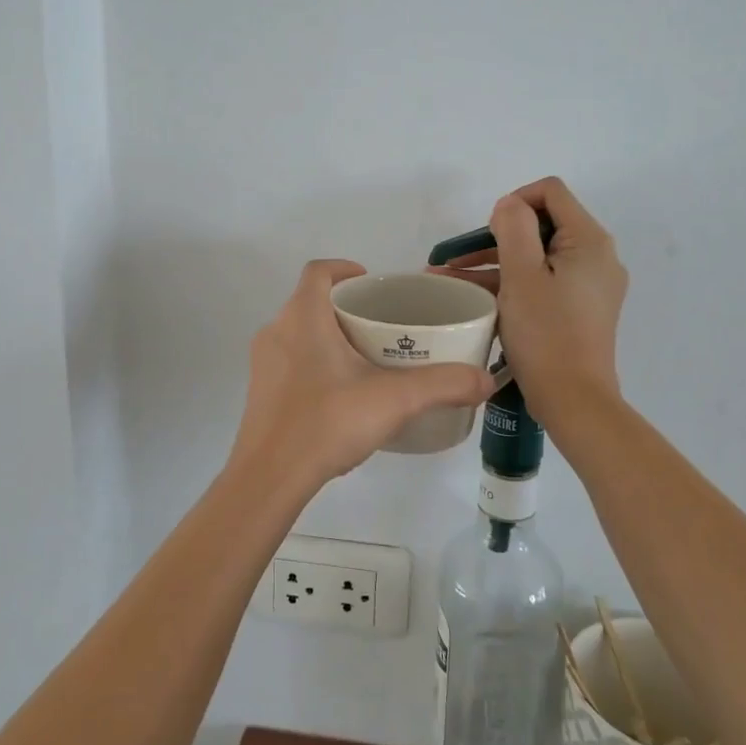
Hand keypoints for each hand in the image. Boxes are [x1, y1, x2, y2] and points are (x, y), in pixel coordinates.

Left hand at [229, 260, 496, 490]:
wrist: (270, 476)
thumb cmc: (327, 422)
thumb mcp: (394, 400)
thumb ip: (443, 385)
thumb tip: (486, 380)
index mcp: (303, 317)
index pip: (318, 271)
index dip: (344, 268)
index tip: (371, 283)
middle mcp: (276, 331)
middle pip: (311, 302)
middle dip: (346, 308)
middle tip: (382, 327)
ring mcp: (263, 363)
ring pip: (299, 333)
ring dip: (329, 337)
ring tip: (366, 359)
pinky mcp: (260, 392)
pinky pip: (290, 362)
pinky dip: (315, 364)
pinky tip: (341, 395)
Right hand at [428, 178, 627, 419]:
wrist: (573, 400)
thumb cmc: (546, 334)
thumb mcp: (522, 275)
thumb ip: (514, 228)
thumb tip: (509, 206)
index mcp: (589, 240)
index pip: (550, 192)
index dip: (514, 202)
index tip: (486, 232)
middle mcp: (597, 257)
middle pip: (542, 226)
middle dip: (495, 238)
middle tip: (455, 258)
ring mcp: (590, 285)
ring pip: (537, 258)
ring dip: (495, 263)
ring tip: (448, 278)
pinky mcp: (580, 309)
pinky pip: (543, 282)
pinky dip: (511, 285)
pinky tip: (472, 297)